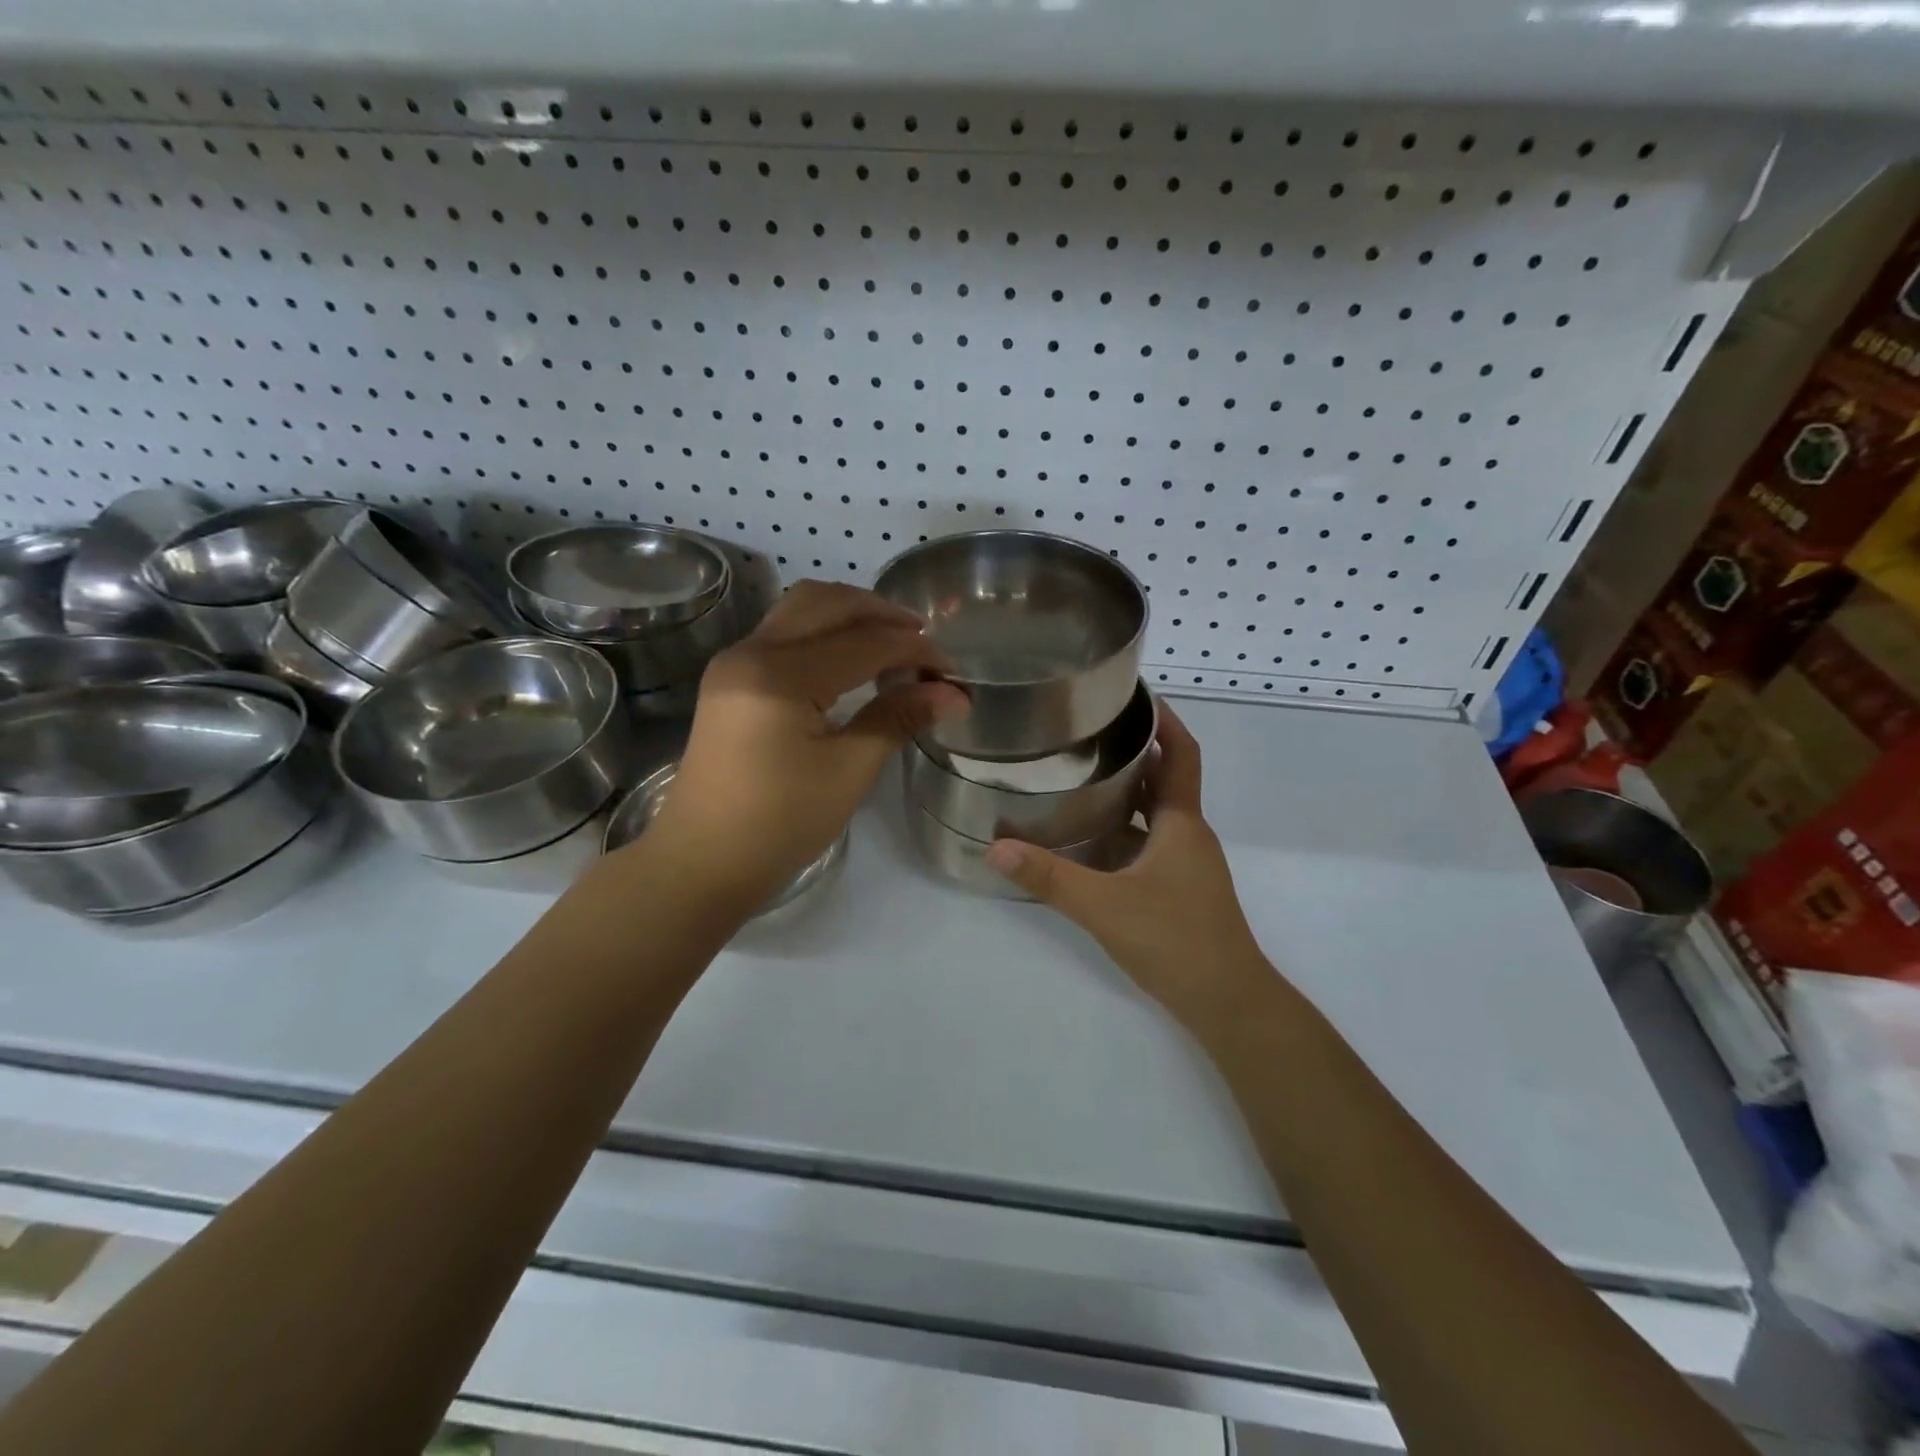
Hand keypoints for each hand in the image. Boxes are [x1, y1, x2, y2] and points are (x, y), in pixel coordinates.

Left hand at [642, 580, 968, 906]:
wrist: (701, 861)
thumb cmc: (779, 823)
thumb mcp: (848, 771)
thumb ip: (898, 719)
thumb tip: (954, 694)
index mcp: (779, 674)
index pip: (863, 642)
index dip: (915, 650)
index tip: (951, 670)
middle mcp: (751, 651)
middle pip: (825, 602)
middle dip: (880, 613)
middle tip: (923, 640)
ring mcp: (734, 662)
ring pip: (799, 610)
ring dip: (849, 615)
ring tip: (891, 642)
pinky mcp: (730, 680)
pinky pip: (783, 633)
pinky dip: (823, 632)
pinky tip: (851, 660)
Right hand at [985, 703, 1273, 1028]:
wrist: (1228, 1003)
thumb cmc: (1176, 940)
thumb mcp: (1104, 905)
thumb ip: (1049, 877)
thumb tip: (995, 847)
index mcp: (1180, 823)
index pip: (1181, 754)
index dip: (1165, 720)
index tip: (1135, 693)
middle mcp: (1188, 835)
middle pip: (1163, 779)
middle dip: (1133, 751)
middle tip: (1087, 731)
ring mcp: (1186, 864)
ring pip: (1153, 814)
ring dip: (1125, 792)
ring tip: (1078, 776)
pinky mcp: (1179, 889)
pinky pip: (1148, 844)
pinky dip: (1122, 831)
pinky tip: (1087, 840)